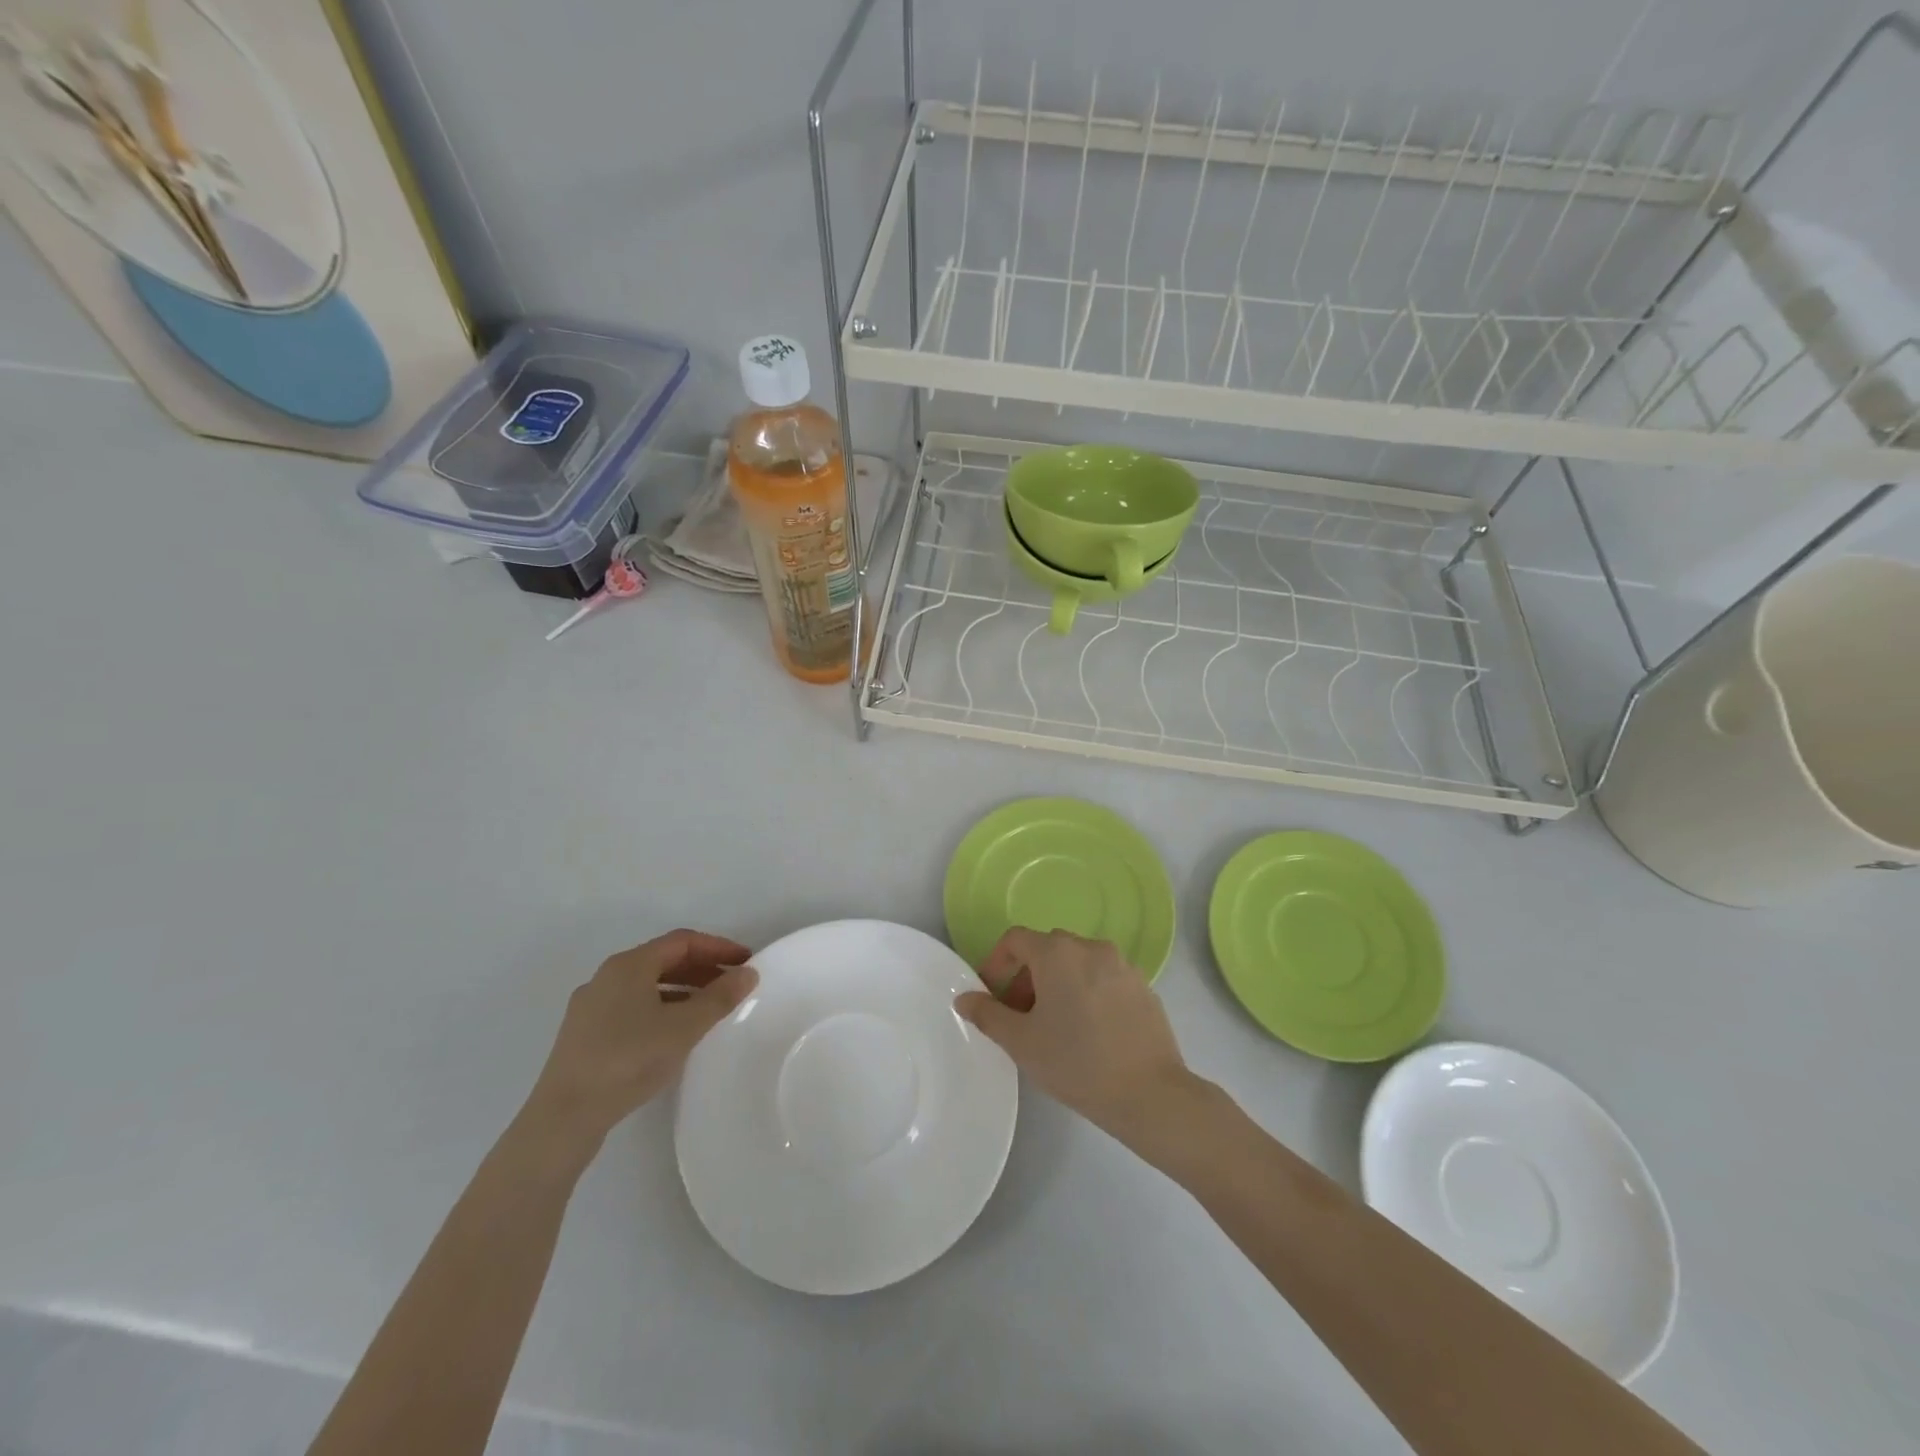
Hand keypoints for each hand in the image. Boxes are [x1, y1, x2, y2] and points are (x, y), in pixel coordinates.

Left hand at [524, 930, 757, 1148]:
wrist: (564, 1117)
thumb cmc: (628, 1060)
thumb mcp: (683, 1028)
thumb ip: (719, 998)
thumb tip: (748, 973)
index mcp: (629, 965)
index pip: (682, 941)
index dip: (718, 948)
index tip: (746, 962)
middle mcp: (607, 976)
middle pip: (663, 960)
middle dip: (702, 968)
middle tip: (732, 985)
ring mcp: (591, 1006)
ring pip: (647, 985)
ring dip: (683, 990)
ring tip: (709, 1009)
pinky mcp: (584, 1034)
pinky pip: (632, 1006)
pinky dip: (661, 1008)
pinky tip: (673, 1033)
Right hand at [954, 928, 1191, 1142]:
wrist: (1150, 1093)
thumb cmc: (1076, 1062)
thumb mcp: (1021, 1042)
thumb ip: (988, 1014)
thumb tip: (964, 998)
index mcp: (1058, 953)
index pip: (1016, 939)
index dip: (996, 963)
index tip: (992, 996)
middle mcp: (1091, 947)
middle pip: (1048, 949)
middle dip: (1027, 977)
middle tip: (1020, 1016)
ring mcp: (1123, 965)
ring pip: (1078, 963)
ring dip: (1058, 984)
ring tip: (1055, 1027)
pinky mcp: (1144, 987)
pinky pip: (1104, 979)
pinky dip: (1088, 993)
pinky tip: (1090, 1033)